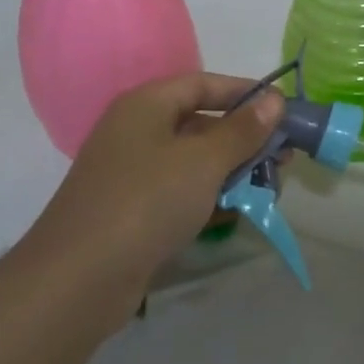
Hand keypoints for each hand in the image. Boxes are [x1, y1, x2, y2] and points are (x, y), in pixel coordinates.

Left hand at [26, 72, 283, 293]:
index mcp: (146, 105)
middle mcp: (136, 132)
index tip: (284, 109)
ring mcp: (132, 174)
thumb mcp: (204, 161)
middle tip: (284, 156)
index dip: (245, 92)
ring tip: (271, 186)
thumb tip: (275, 99)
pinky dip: (210, 196)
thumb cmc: (147, 202)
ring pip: (193, 161)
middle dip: (245, 138)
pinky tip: (239, 211)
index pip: (203, 84)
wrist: (79, 279)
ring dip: (232, 170)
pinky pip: (180, 192)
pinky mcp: (133, 211)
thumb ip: (242, 130)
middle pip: (200, 122)